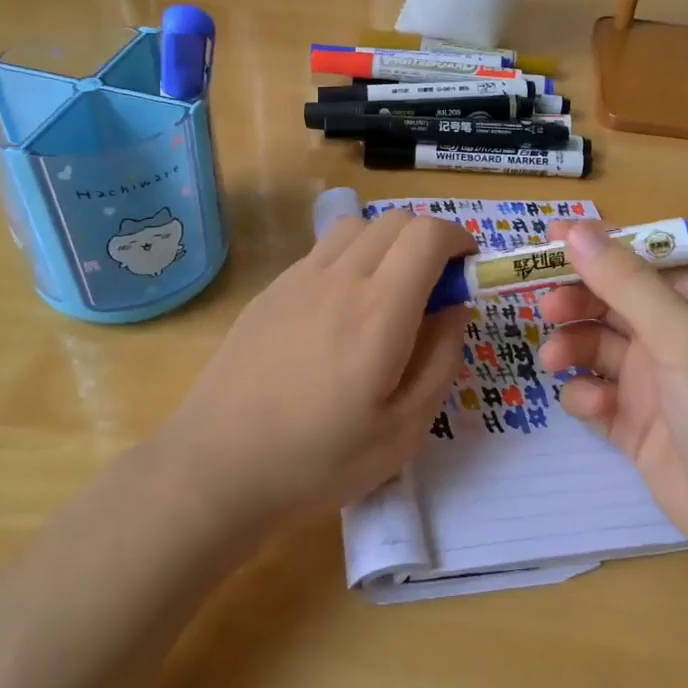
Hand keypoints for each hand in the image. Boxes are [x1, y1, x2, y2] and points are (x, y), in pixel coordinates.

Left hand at [164, 211, 474, 527]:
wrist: (218, 468)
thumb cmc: (320, 459)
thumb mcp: (405, 428)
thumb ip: (441, 358)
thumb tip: (454, 308)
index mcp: (379, 309)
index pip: (427, 234)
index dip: (457, 238)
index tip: (468, 266)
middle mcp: (339, 278)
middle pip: (394, 220)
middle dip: (427, 239)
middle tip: (434, 287)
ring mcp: (298, 280)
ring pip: (355, 227)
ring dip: (386, 242)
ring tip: (388, 291)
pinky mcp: (269, 292)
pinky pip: (321, 252)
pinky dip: (349, 258)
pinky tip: (340, 310)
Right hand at [537, 220, 687, 579]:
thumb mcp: (683, 336)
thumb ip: (627, 282)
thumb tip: (576, 230)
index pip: (641, 260)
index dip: (598, 246)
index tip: (547, 239)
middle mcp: (676, 339)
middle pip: (613, 303)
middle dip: (578, 300)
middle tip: (546, 307)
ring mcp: (656, 385)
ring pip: (598, 349)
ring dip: (573, 347)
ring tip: (554, 359)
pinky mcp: (638, 428)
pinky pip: (598, 397)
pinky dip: (587, 397)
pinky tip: (593, 408)